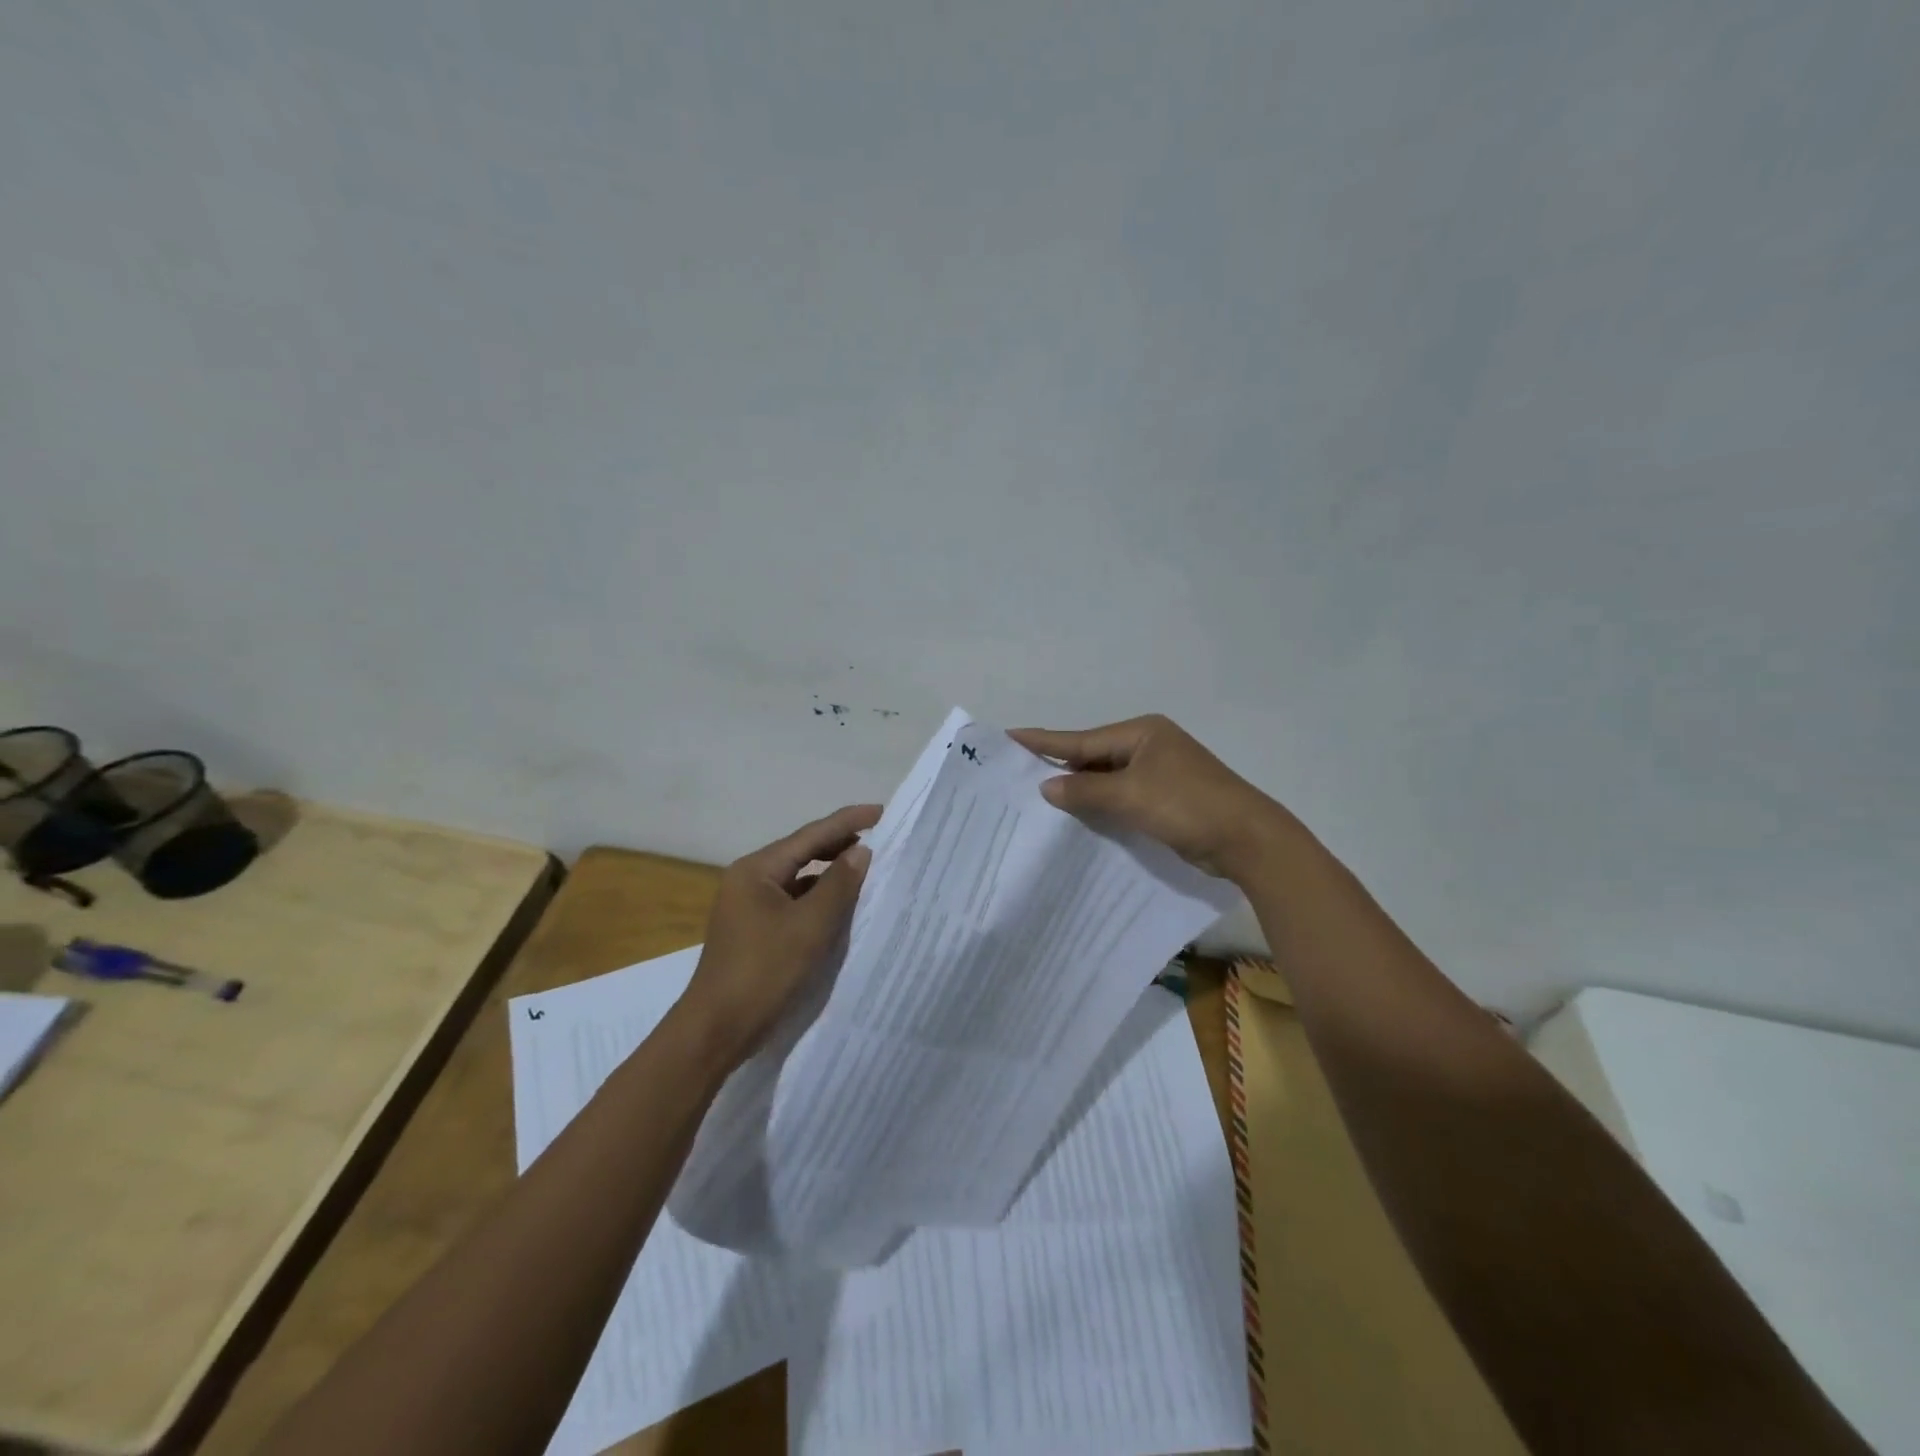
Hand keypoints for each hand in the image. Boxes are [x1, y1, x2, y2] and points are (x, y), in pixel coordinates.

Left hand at [684, 803, 880, 1064]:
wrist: (716, 1030)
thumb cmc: (764, 972)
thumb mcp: (810, 926)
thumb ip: (838, 885)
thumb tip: (861, 850)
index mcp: (756, 870)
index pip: (810, 835)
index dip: (848, 821)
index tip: (881, 811)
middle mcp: (749, 879)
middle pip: (802, 852)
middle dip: (840, 844)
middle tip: (881, 838)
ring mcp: (749, 905)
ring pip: (798, 878)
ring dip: (830, 873)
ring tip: (868, 868)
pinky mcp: (754, 929)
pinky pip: (793, 901)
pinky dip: (818, 898)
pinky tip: (841, 905)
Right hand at [1008, 715, 1293, 881]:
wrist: (1247, 839)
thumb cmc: (1187, 806)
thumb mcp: (1131, 796)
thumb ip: (1085, 791)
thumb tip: (1046, 787)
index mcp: (1141, 733)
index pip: (1081, 739)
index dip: (1044, 741)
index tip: (1008, 737)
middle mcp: (1148, 746)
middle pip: (1092, 757)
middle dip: (1058, 768)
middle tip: (1016, 774)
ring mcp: (1158, 773)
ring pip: (1106, 779)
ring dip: (1079, 790)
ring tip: (1036, 797)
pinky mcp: (1164, 799)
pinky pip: (1120, 796)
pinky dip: (1099, 805)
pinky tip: (1076, 816)